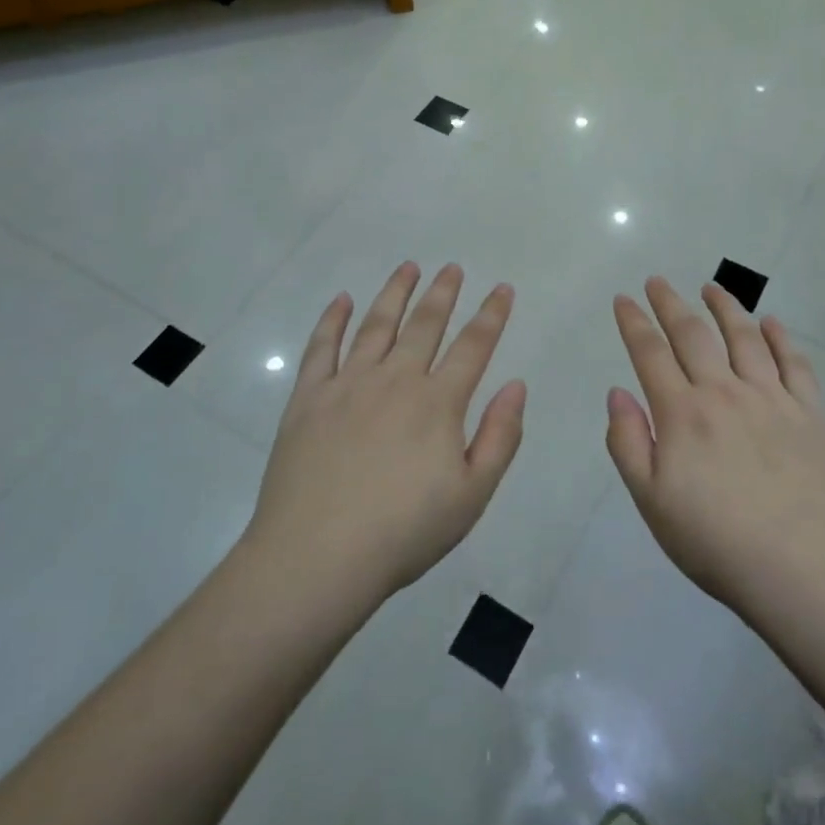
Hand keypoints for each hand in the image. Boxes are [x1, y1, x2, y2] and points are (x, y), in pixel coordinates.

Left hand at [245, 263, 526, 602]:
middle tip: (451, 268)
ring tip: (408, 267)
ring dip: (395, 293)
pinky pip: (322, 347)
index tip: (502, 288)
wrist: (317, 558)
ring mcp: (347, 385)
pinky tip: (342, 300)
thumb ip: (500, 436)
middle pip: (424, 324)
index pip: (473, 346)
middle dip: (442, 292)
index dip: (491, 314)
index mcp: (437, 403)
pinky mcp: (308, 398)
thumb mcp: (472, 495)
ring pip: (376, 325)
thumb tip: (516, 384)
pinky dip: (333, 319)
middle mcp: (395, 380)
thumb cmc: (404, 532)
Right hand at [606, 277, 824, 613]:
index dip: (633, 323)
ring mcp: (771, 399)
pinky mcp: (810, 414)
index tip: (623, 299)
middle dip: (671, 303)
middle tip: (657, 280)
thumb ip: (627, 442)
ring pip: (744, 338)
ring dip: (725, 307)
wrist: (803, 569)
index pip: (650, 353)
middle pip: (693, 335)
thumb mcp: (651, 501)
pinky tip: (772, 322)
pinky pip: (794, 363)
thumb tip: (618, 392)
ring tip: (712, 287)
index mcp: (682, 413)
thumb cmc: (716, 541)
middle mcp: (724, 392)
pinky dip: (781, 338)